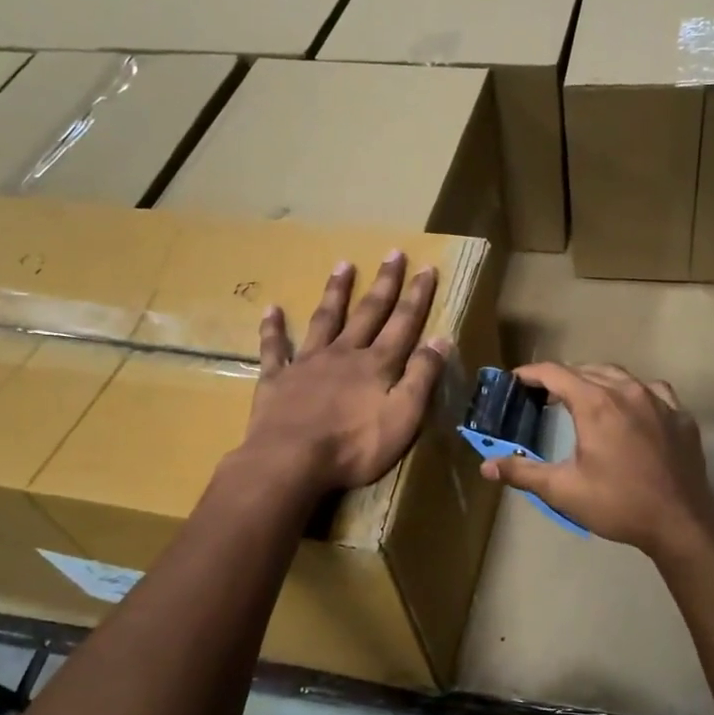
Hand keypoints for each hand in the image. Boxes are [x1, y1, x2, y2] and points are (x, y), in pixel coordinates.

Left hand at [237, 252, 451, 496]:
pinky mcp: (277, 380)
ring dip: (336, 292)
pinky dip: (273, 328)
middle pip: (368, 312)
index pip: (403, 323)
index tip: (427, 267)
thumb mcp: (403, 416)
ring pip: (324, 319)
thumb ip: (422, 377)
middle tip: (393, 253)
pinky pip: (274, 348)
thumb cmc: (354, 446)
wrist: (290, 460)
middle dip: (384, 283)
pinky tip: (271, 309)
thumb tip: (442, 338)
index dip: (417, 296)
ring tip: (343, 265)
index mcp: (376, 365)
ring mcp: (307, 364)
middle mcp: (343, 354)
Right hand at [480, 362, 713, 562]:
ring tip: (583, 398)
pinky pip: (652, 390)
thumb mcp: (563, 490)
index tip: (515, 380)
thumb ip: (522, 472)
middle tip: (543, 397)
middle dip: (561, 379)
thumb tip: (486, 466)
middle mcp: (627, 391)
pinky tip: (630, 409)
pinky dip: (632, 392)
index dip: (531, 373)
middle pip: (586, 370)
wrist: (681, 522)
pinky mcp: (680, 415)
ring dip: (596, 381)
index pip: (555, 373)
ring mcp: (658, 400)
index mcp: (596, 403)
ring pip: (620, 376)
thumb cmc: (618, 503)